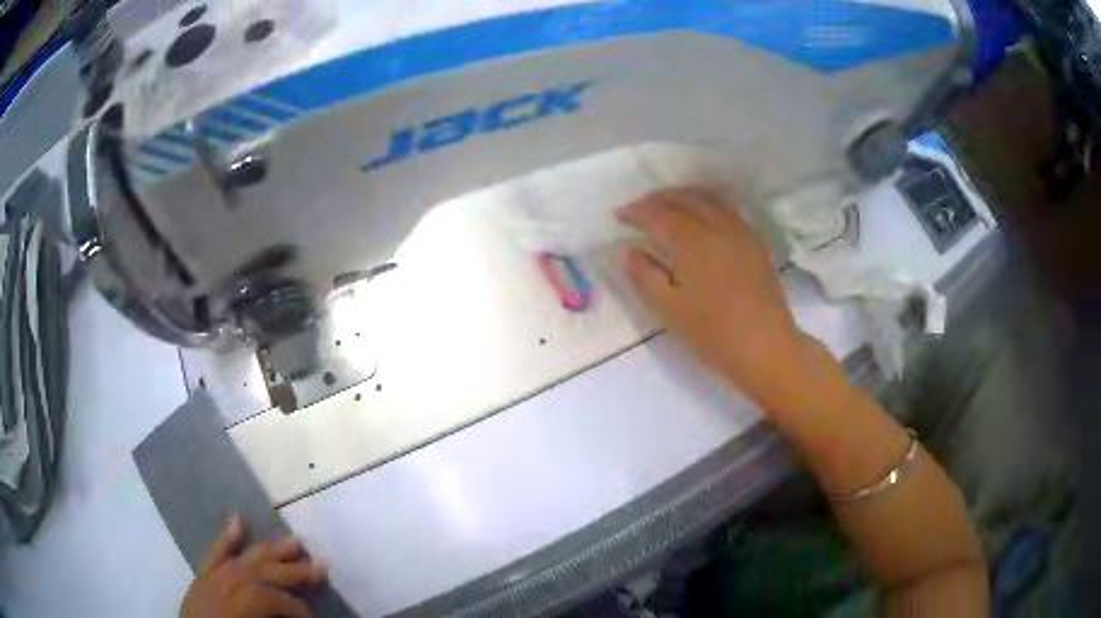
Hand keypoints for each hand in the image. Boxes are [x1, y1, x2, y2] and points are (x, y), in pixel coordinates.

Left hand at [180, 515, 327, 617]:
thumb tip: (299, 614)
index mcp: (232, 606)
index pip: (268, 598)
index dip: (295, 606)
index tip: (314, 616)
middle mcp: (219, 587)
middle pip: (257, 572)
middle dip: (290, 571)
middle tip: (321, 567)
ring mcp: (208, 580)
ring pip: (240, 559)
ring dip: (267, 550)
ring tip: (294, 541)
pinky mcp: (201, 579)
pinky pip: (213, 555)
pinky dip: (226, 539)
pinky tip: (238, 519)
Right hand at [618, 188, 832, 415]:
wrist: (766, 347)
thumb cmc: (714, 334)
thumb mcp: (670, 310)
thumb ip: (644, 276)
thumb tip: (626, 250)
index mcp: (692, 243)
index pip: (658, 216)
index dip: (636, 212)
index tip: (619, 215)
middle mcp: (717, 227)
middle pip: (684, 199)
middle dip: (659, 198)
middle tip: (640, 207)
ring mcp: (741, 233)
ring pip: (709, 200)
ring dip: (684, 196)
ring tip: (668, 204)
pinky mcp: (756, 243)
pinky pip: (728, 210)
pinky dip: (708, 204)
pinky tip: (704, 216)